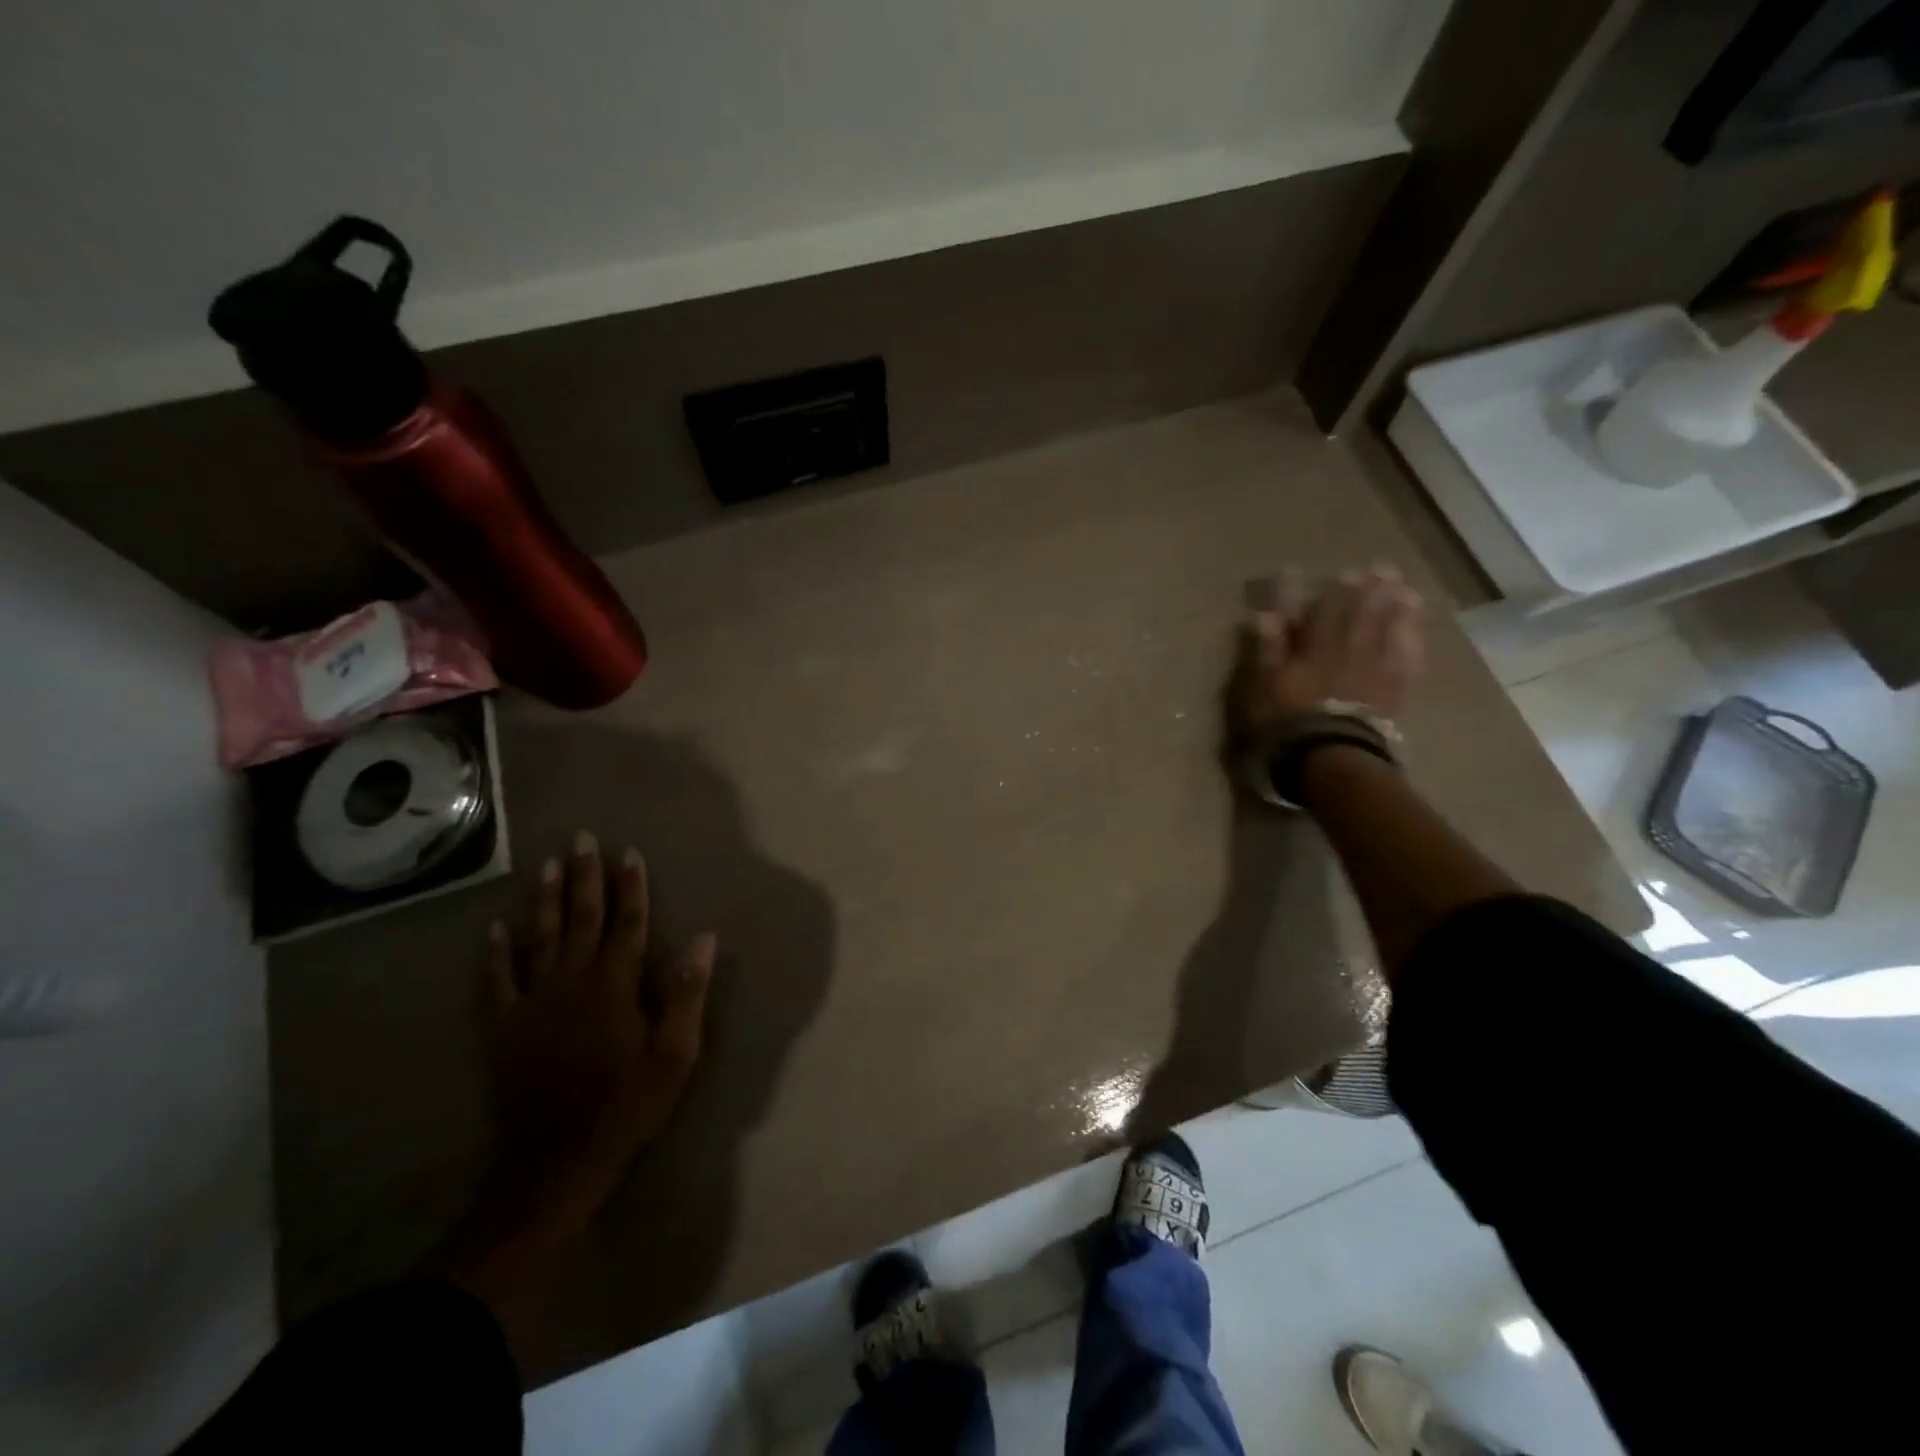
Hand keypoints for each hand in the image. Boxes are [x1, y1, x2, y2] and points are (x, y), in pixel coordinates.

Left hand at [478, 832, 716, 1244]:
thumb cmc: (627, 1105)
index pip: (627, 923)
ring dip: (545, 900)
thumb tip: (705, 938)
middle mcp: (573, 981)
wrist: (557, 1161)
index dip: (630, 887)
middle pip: (581, 919)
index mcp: (615, 985)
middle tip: (581, 839)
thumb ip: (687, 993)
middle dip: (585, 877)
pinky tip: (496, 929)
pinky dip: (496, 953)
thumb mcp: (675, 1054)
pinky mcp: (504, 1027)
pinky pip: (497, 981)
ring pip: (539, 938)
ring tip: (547, 865)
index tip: (629, 853)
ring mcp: (533, 1002)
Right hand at [1229, 565, 1425, 740]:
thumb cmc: (1287, 722)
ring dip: (1398, 611)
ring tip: (1406, 592)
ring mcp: (1375, 673)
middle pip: (1363, 617)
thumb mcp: (1263, 686)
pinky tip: (1417, 634)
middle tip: (1383, 570)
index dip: (1334, 592)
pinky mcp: (1393, 695)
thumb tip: (1267, 614)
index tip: (1343, 572)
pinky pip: (1408, 663)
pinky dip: (1413, 645)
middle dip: (1372, 592)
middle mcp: (1350, 653)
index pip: (1326, 613)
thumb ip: (1268, 649)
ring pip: (1390, 634)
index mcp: (1316, 649)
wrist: (1329, 758)